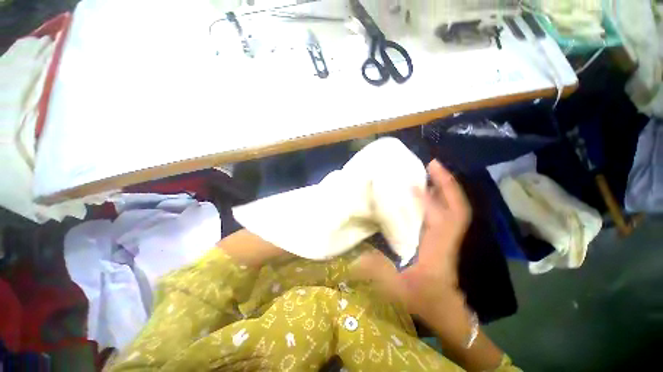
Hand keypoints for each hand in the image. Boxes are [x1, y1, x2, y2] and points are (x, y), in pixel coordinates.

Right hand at [351, 160, 470, 317]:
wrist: (447, 313)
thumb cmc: (425, 302)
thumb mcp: (398, 291)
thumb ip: (378, 273)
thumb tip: (356, 255)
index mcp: (439, 249)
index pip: (445, 219)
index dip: (431, 200)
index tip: (413, 184)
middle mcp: (446, 239)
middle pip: (457, 208)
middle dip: (447, 184)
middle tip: (432, 165)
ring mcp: (446, 238)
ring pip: (453, 208)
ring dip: (443, 189)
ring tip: (429, 172)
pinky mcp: (441, 239)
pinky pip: (444, 214)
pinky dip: (438, 200)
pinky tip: (424, 194)